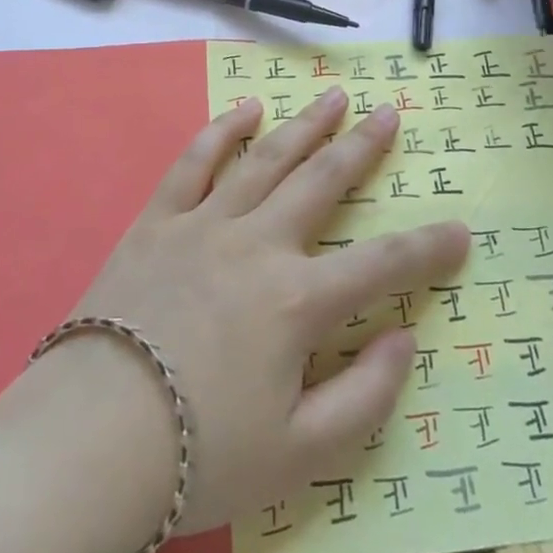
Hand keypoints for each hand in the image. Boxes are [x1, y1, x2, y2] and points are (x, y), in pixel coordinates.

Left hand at [60, 88, 468, 536]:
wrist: (92, 439)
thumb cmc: (201, 454)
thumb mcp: (301, 455)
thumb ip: (366, 397)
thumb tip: (404, 338)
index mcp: (298, 301)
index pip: (382, 265)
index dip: (428, 248)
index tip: (461, 230)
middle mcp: (259, 244)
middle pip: (323, 181)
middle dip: (362, 147)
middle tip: (388, 114)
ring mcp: (205, 224)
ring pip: (267, 158)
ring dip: (305, 125)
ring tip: (333, 98)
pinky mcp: (158, 220)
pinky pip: (195, 162)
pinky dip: (223, 130)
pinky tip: (246, 108)